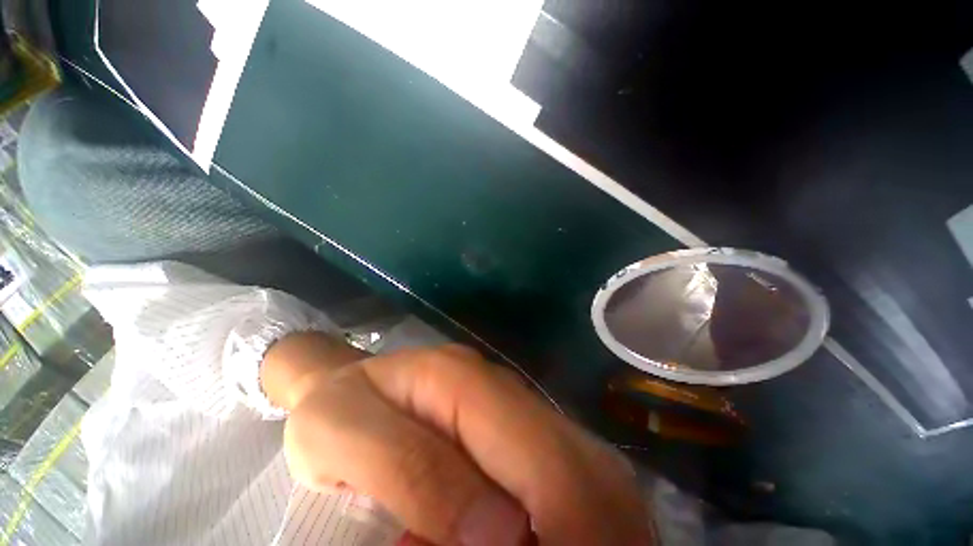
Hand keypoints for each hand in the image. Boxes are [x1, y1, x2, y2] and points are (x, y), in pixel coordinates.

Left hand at [261, 333, 653, 545]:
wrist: (350, 383)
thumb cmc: (337, 408)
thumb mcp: (345, 435)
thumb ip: (410, 471)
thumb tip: (499, 533)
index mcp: (462, 380)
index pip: (540, 453)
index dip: (570, 523)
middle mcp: (503, 388)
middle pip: (577, 460)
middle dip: (592, 529)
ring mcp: (513, 404)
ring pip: (585, 467)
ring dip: (589, 524)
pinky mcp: (515, 426)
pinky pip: (565, 474)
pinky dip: (568, 516)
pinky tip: (539, 535)